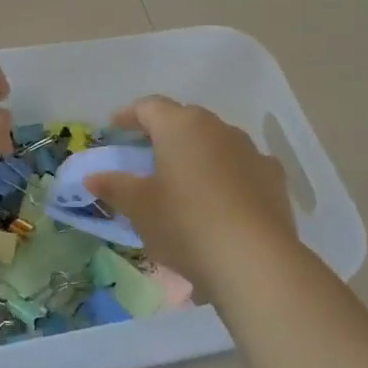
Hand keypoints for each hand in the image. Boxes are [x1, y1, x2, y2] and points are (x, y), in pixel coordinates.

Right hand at [84, 96, 296, 294]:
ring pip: (216, 143)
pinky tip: (219, 200)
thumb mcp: (138, 207)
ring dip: (197, 154)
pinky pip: (241, 167)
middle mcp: (218, 129)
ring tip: (182, 179)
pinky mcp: (274, 179)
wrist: (253, 260)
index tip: (114, 126)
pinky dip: (225, 176)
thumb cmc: (184, 223)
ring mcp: (251, 152)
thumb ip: (114, 186)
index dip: (129, 115)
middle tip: (146, 152)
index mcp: (181, 127)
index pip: (149, 107)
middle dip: (164, 133)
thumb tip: (94, 177)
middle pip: (185, 120)